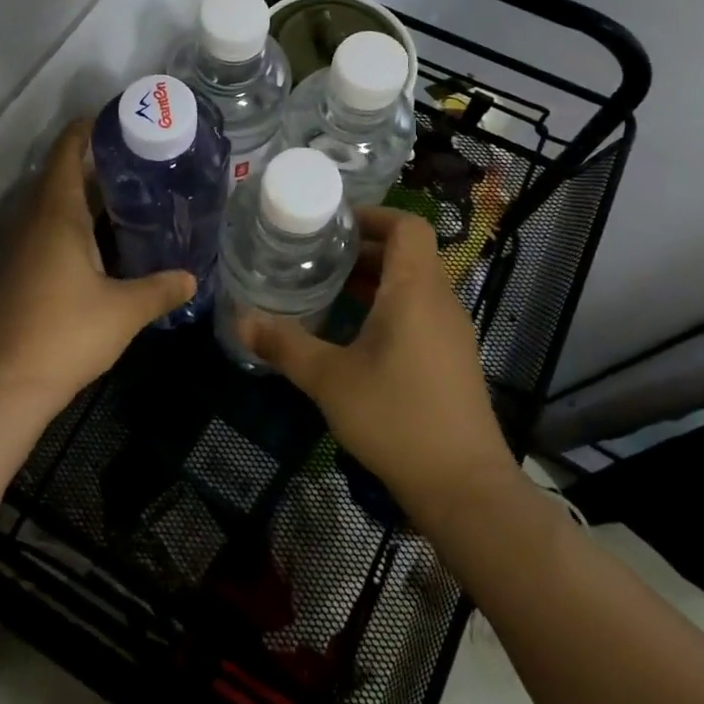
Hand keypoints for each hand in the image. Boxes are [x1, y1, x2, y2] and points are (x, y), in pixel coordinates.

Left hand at [0, 120, 195, 411]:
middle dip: (97, 163)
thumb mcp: (123, 310)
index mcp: (57, 214)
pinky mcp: (22, 273)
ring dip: (88, 196)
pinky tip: (107, 243)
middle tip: (142, 160)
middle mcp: (35, 222)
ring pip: (56, 206)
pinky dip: (78, 224)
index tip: (118, 120)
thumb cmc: (65, 333)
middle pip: (62, 175)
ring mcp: (24, 248)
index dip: (86, 130)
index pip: (66, 152)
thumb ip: (160, 290)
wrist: (3, 383)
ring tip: (133, 196)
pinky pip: (52, 232)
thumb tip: (191, 278)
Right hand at [239, 207, 520, 523]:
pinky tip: (354, 336)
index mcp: (415, 290)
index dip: (373, 215)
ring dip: (374, 280)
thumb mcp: (329, 379)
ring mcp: (451, 332)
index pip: (407, 225)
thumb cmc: (396, 417)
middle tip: (316, 257)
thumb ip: (284, 345)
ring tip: (328, 291)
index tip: (333, 225)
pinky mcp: (453, 359)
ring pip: (413, 284)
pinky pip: (420, 312)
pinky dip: (388, 307)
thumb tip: (240, 319)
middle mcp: (439, 301)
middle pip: (407, 253)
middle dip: (362, 249)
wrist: (464, 487)